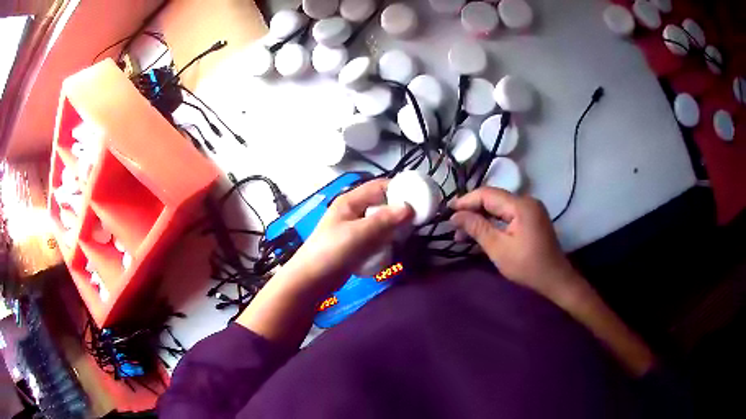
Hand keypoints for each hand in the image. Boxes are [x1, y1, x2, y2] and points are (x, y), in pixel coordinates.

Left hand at [281, 179, 412, 297]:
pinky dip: (385, 241)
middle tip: (416, 222)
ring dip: (393, 228)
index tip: (420, 199)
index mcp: (351, 201)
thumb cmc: (332, 252)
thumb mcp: (359, 234)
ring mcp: (353, 228)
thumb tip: (409, 208)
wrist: (311, 279)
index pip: (380, 186)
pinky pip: (376, 237)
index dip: (400, 189)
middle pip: (382, 204)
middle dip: (399, 212)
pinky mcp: (355, 244)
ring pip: (380, 222)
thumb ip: (384, 220)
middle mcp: (353, 211)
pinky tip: (391, 250)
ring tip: (405, 237)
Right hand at [449, 187, 581, 301]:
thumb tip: (455, 215)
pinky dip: (493, 221)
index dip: (466, 201)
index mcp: (521, 205)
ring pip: (499, 207)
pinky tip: (481, 231)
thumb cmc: (527, 266)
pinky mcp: (532, 218)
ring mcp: (531, 209)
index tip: (448, 211)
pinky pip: (507, 214)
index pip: (487, 194)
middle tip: (453, 224)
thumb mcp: (499, 249)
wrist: (555, 279)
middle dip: (472, 210)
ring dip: (481, 217)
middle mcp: (527, 201)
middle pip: (493, 198)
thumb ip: (477, 228)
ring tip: (462, 233)